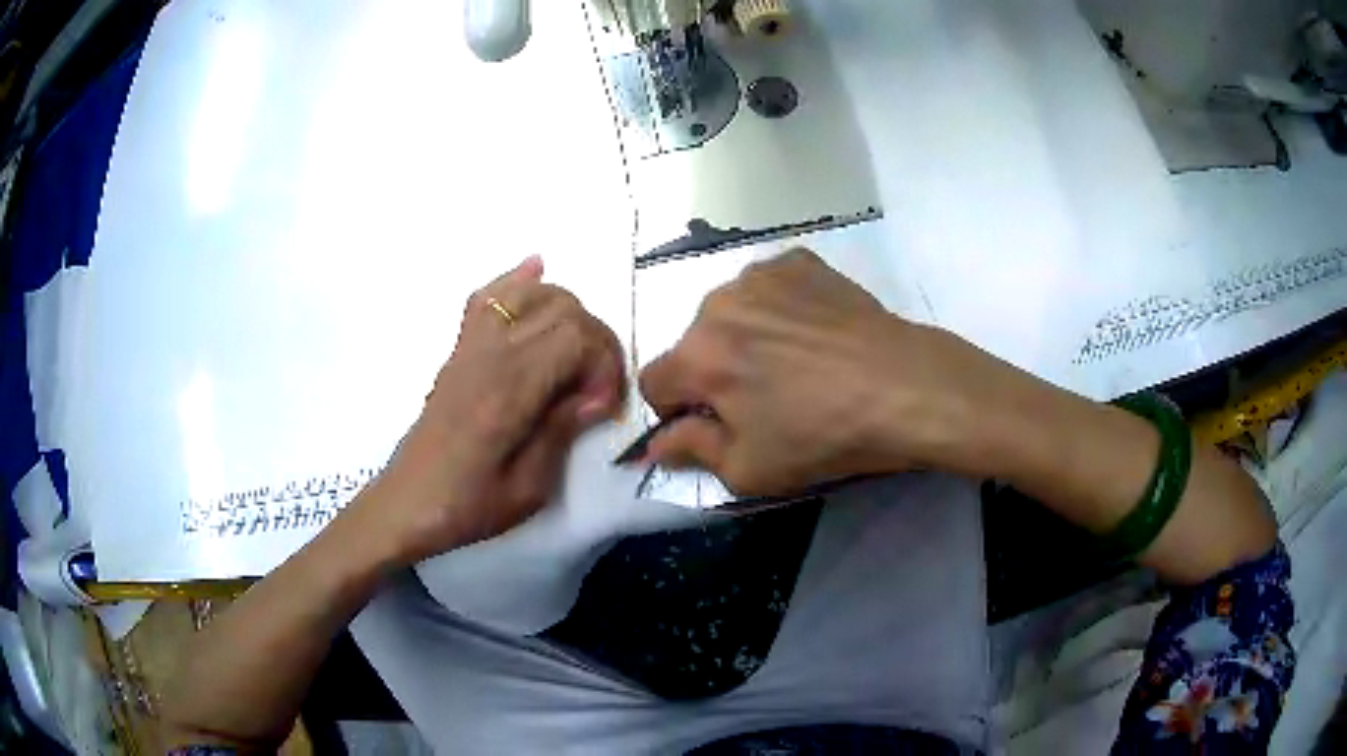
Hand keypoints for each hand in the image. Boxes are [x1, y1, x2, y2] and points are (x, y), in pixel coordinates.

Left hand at [358, 256, 624, 563]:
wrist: (407, 503)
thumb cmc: (467, 506)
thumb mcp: (529, 489)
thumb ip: (563, 430)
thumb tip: (593, 395)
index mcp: (510, 390)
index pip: (576, 337)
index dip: (605, 365)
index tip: (603, 407)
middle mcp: (491, 354)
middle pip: (562, 308)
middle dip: (596, 339)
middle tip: (597, 385)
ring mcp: (471, 346)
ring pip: (530, 293)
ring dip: (566, 311)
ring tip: (577, 350)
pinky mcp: (460, 350)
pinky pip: (487, 297)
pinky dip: (515, 281)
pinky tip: (535, 271)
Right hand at [638, 249, 1023, 494]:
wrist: (903, 388)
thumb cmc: (824, 436)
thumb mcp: (749, 469)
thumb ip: (690, 450)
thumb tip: (655, 444)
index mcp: (696, 355)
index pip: (653, 383)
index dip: (677, 411)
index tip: (716, 424)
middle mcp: (716, 303)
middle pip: (693, 345)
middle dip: (714, 371)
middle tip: (765, 398)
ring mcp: (760, 274)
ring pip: (730, 312)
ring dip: (744, 335)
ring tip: (794, 361)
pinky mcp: (798, 262)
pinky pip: (769, 287)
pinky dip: (779, 308)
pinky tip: (813, 331)